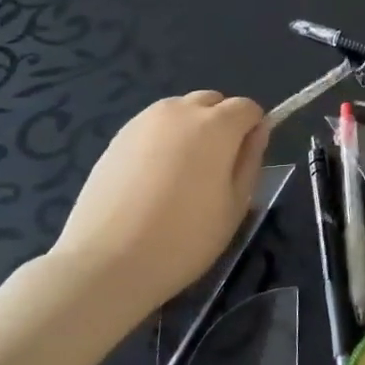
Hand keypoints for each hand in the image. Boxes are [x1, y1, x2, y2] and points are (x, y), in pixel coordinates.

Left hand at [50, 91, 268, 311]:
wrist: (106, 262)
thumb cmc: (184, 238)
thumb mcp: (236, 205)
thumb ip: (251, 160)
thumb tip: (258, 131)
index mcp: (216, 125)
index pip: (247, 107)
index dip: (252, 130)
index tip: (244, 162)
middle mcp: (180, 111)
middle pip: (212, 101)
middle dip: (222, 123)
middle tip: (215, 168)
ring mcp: (144, 122)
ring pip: (180, 111)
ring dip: (191, 128)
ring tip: (182, 173)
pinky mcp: (117, 138)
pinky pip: (153, 126)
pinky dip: (163, 140)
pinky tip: (153, 179)